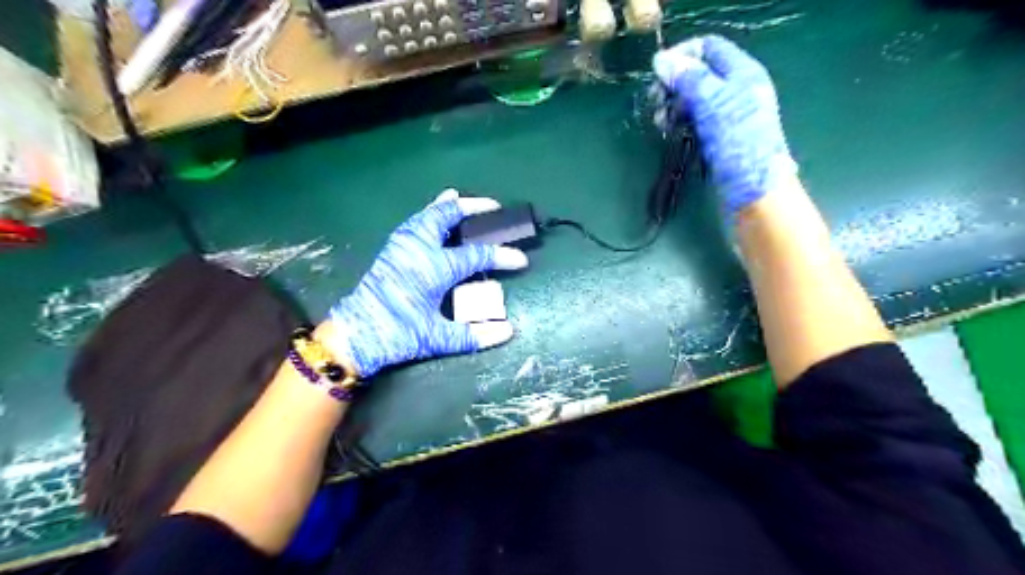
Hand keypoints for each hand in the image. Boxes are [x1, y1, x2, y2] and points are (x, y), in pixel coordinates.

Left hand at [326, 189, 528, 377]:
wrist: (355, 334)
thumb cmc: (397, 334)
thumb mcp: (437, 338)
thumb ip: (473, 335)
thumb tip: (508, 331)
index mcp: (434, 268)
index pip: (476, 256)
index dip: (502, 256)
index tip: (521, 260)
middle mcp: (418, 248)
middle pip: (448, 216)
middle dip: (472, 208)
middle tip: (493, 207)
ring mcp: (402, 245)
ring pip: (428, 214)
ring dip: (447, 206)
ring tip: (460, 199)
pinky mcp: (391, 249)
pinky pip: (414, 222)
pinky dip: (428, 213)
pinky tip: (432, 214)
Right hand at [652, 34, 796, 217]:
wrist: (754, 194)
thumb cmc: (740, 146)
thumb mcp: (714, 106)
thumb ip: (689, 80)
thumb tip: (661, 60)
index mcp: (743, 73)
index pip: (709, 48)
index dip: (683, 54)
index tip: (657, 73)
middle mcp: (736, 90)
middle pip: (699, 73)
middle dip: (674, 84)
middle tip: (655, 102)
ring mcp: (728, 116)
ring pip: (694, 99)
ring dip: (673, 106)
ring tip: (660, 122)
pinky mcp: (719, 138)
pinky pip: (695, 120)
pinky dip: (680, 122)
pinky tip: (669, 132)